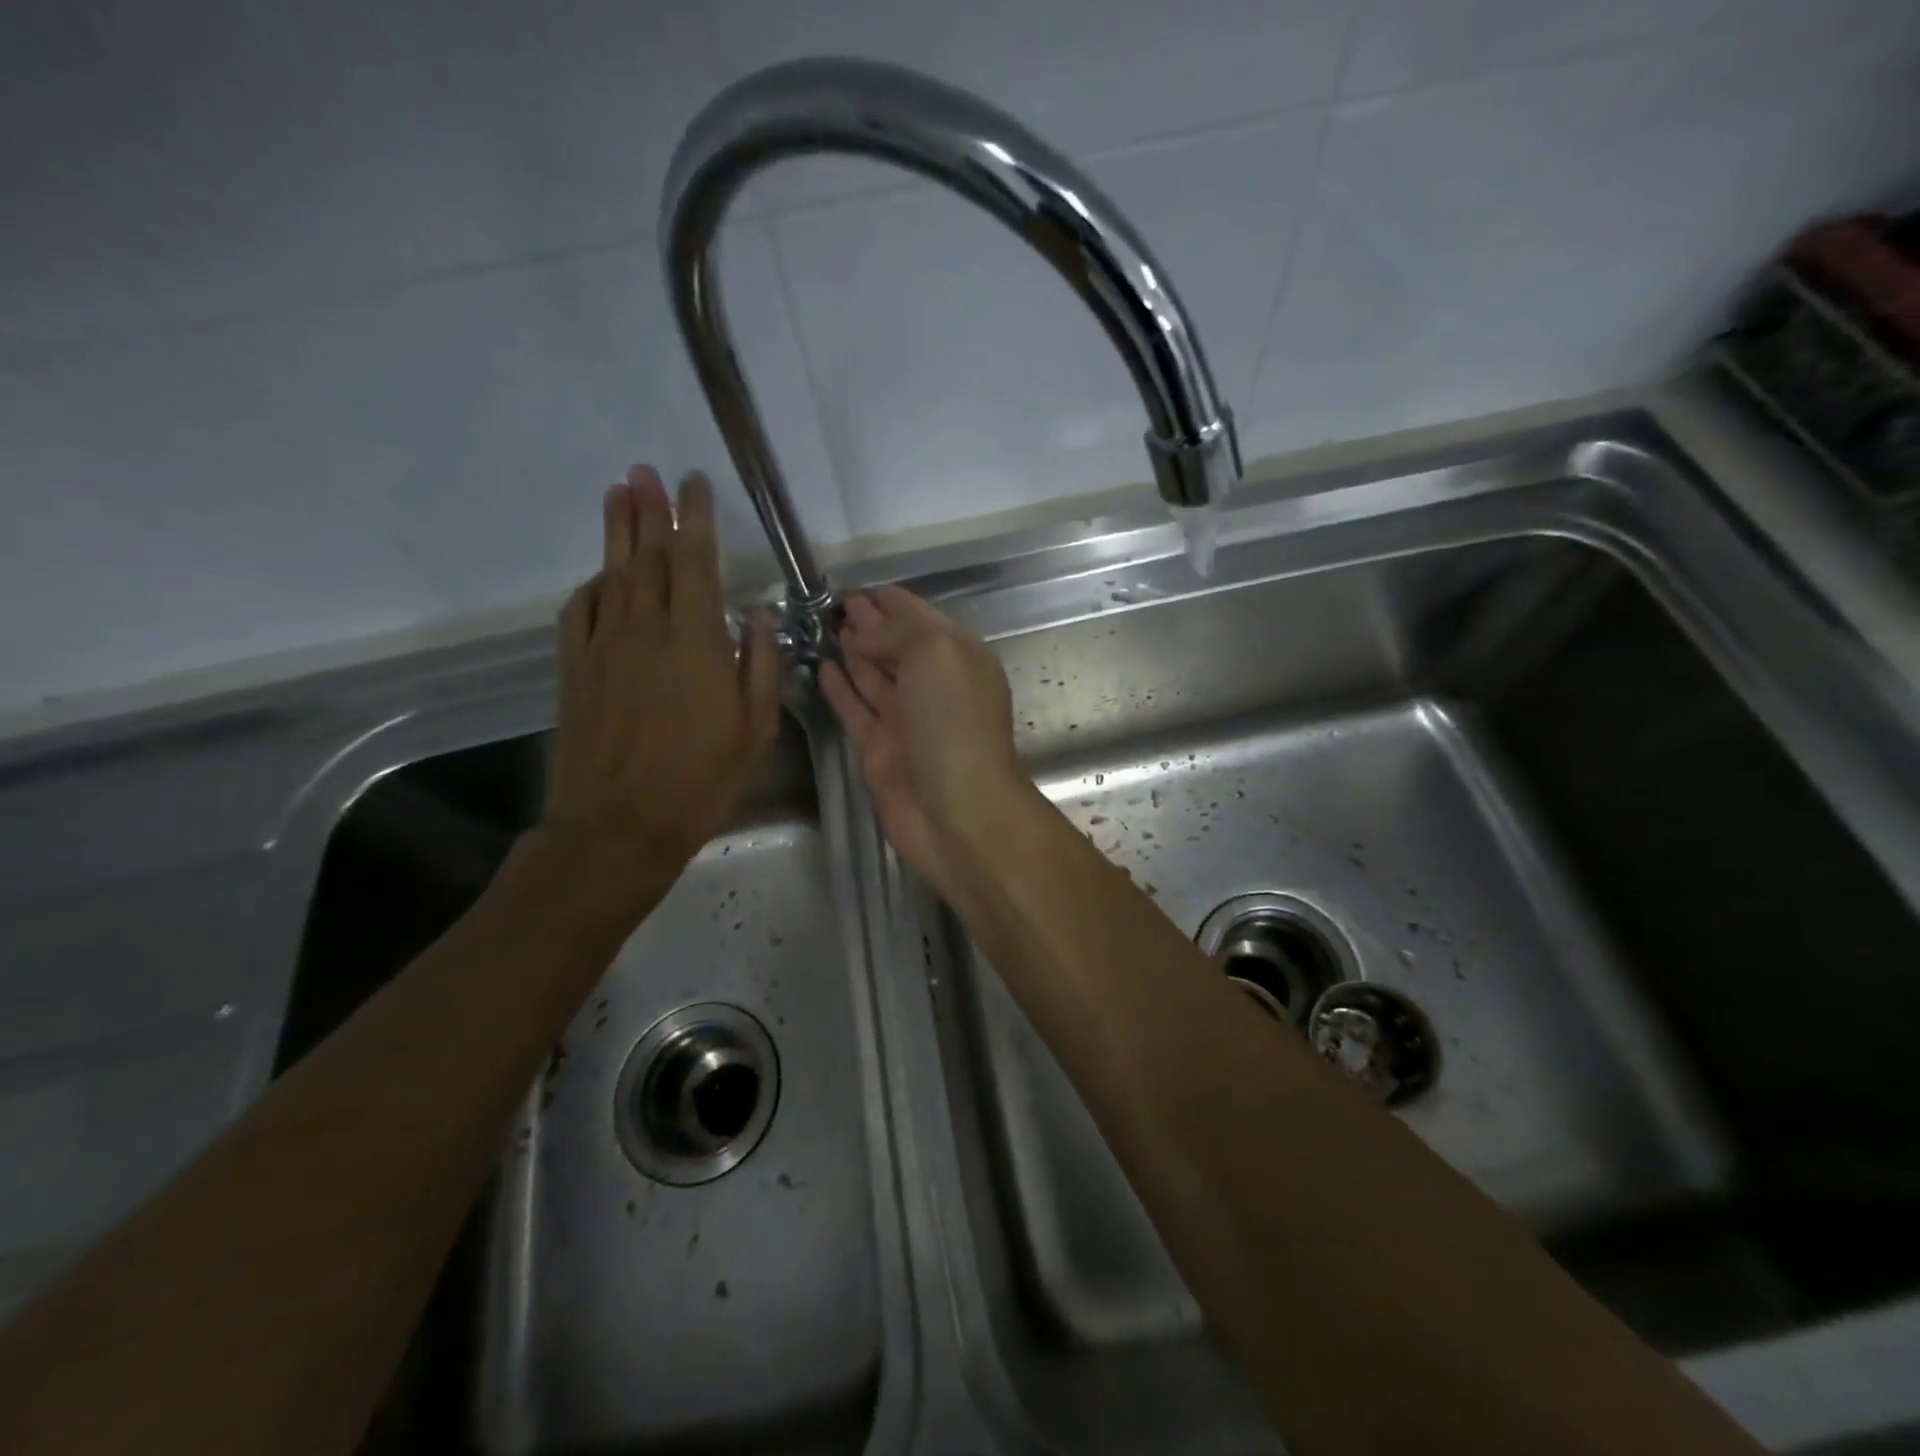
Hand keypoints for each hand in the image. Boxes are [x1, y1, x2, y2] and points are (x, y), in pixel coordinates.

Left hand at [541, 464, 781, 911]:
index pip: (693, 561)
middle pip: (646, 556)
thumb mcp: (754, 729)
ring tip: (617, 493)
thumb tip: (758, 616)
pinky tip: (598, 577)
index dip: (694, 518)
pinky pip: (580, 613)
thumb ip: (760, 665)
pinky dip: (591, 586)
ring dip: (616, 532)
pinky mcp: (574, 670)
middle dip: (649, 510)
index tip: (693, 483)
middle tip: (645, 471)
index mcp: (694, 640)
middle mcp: (644, 629)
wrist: (618, 825)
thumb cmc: (700, 780)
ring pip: (611, 575)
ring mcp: (603, 647)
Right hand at [819, 586, 1030, 896]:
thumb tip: (861, 631)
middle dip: (869, 623)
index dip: (891, 601)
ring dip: (853, 650)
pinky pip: (856, 709)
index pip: (921, 618)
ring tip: (824, 626)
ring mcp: (905, 719)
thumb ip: (898, 632)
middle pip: (896, 646)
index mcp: (958, 658)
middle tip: (832, 603)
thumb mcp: (936, 654)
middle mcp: (933, 686)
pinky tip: (822, 668)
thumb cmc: (954, 723)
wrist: (956, 810)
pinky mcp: (879, 749)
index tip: (856, 586)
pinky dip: (840, 689)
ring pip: (874, 676)